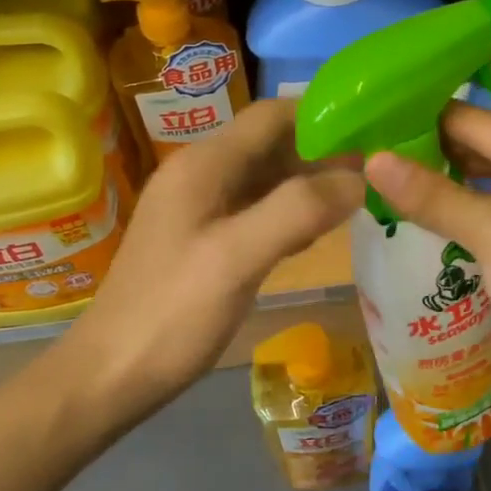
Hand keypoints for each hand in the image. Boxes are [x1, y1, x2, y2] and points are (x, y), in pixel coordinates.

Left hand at [52, 99, 363, 426]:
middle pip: (273, 144)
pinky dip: (292, 213)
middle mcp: (202, 175)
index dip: (323, 116)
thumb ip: (298, 210)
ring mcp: (202, 209)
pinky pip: (257, 211)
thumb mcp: (237, 257)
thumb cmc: (172, 314)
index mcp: (205, 165)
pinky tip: (319, 232)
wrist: (111, 375)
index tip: (374, 130)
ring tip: (363, 195)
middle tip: (379, 169)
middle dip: (324, 151)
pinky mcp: (206, 240)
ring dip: (311, 183)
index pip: (273, 115)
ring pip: (268, 179)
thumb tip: (357, 177)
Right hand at [365, 103, 490, 423]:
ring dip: (444, 188)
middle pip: (487, 153)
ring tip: (381, 182)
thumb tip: (372, 160)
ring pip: (490, 186)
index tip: (373, 125)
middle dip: (432, 157)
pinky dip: (463, 216)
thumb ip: (432, 195)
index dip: (426, 125)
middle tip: (369, 157)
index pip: (483, 125)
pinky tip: (418, 217)